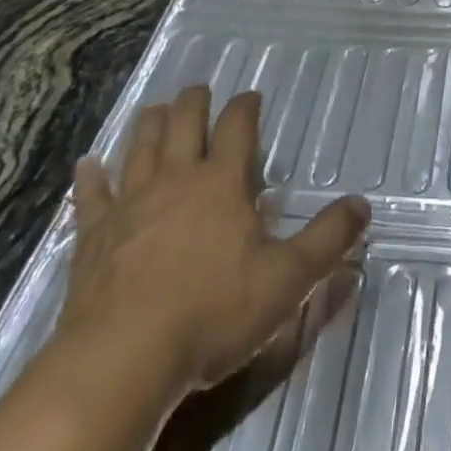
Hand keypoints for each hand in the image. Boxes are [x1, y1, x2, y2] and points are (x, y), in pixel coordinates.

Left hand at [54, 87, 368, 417]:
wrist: (122, 360)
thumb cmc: (212, 313)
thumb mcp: (287, 280)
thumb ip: (328, 240)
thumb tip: (363, 205)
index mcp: (221, 183)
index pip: (238, 127)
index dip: (246, 107)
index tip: (251, 96)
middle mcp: (175, 180)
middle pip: (184, 124)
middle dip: (194, 103)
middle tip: (198, 90)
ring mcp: (130, 205)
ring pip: (141, 148)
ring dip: (150, 125)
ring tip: (156, 108)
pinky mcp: (94, 237)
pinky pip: (92, 197)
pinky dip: (91, 177)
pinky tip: (87, 164)